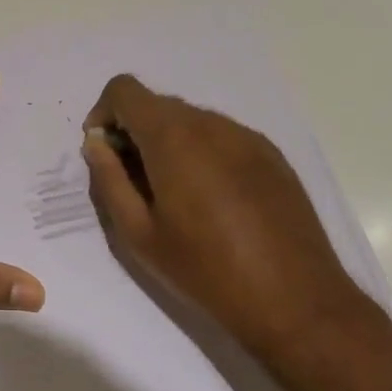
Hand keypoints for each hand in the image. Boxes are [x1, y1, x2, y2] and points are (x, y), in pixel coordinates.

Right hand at [82, 74, 366, 351]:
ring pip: (191, 121)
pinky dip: (202, 153)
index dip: (104, 113)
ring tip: (175, 197)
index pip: (125, 90)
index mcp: (173, 137)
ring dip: (170, 144)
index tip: (104, 153)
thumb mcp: (139, 235)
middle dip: (135, 132)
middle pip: (158, 105)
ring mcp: (247, 136)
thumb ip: (109, 181)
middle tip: (134, 184)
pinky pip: (222, 137)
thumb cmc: (206, 270)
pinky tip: (213, 202)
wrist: (295, 300)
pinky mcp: (272, 154)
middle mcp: (211, 123)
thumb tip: (96, 145)